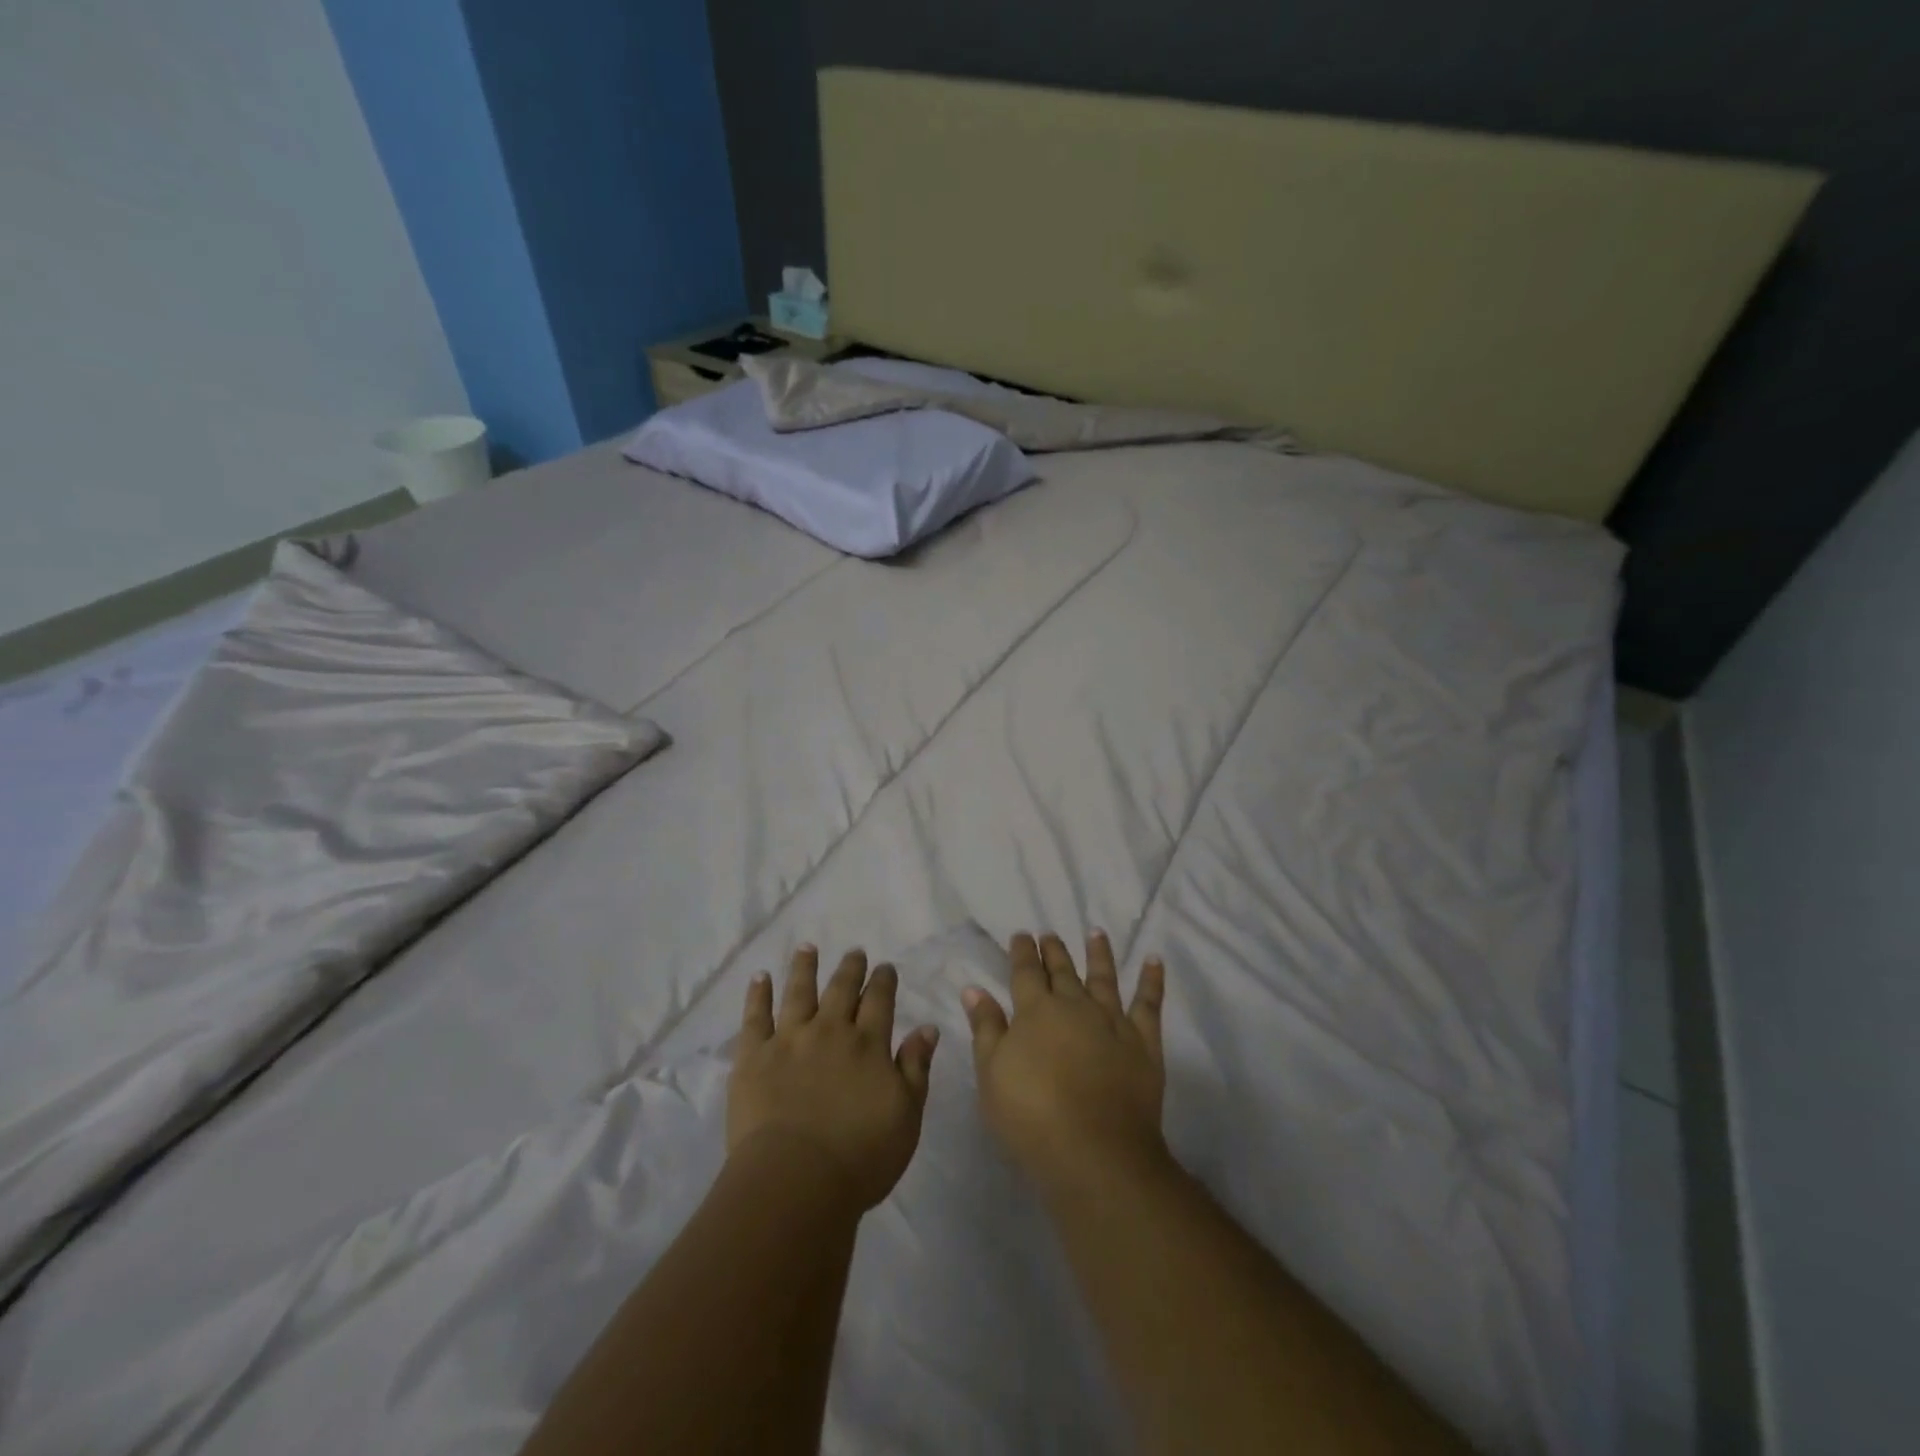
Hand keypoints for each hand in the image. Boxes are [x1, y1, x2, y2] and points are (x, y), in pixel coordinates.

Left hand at [729, 946, 940, 1209]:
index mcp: (868, 1044)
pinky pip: (755, 1017)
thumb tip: (927, 1027)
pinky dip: (758, 994)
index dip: (883, 981)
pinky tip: (760, 977)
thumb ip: (916, 1068)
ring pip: (799, 992)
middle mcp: (830, 1031)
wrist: (795, 1181)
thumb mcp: (906, 1116)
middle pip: (841, 989)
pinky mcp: (754, 1057)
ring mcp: (789, 1040)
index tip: (885, 967)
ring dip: (804, 968)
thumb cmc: (860, 1157)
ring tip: (807, 948)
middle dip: (850, 968)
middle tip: (854, 951)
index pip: (880, 1000)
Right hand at [963, 932, 1166, 1194]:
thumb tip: (975, 988)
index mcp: (1035, 1010)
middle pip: (1062, 970)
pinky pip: (1149, 1003)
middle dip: (1053, 950)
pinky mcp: (1143, 1041)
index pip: (1025, 972)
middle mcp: (1074, 1005)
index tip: (1021, 935)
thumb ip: (986, 1028)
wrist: (1095, 1152)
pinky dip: (1152, 979)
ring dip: (1099, 953)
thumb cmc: (1031, 1116)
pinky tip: (1154, 960)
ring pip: (1103, 977)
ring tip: (1096, 932)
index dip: (1022, 952)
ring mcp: (1112, 1020)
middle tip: (1049, 933)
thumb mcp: (992, 1075)